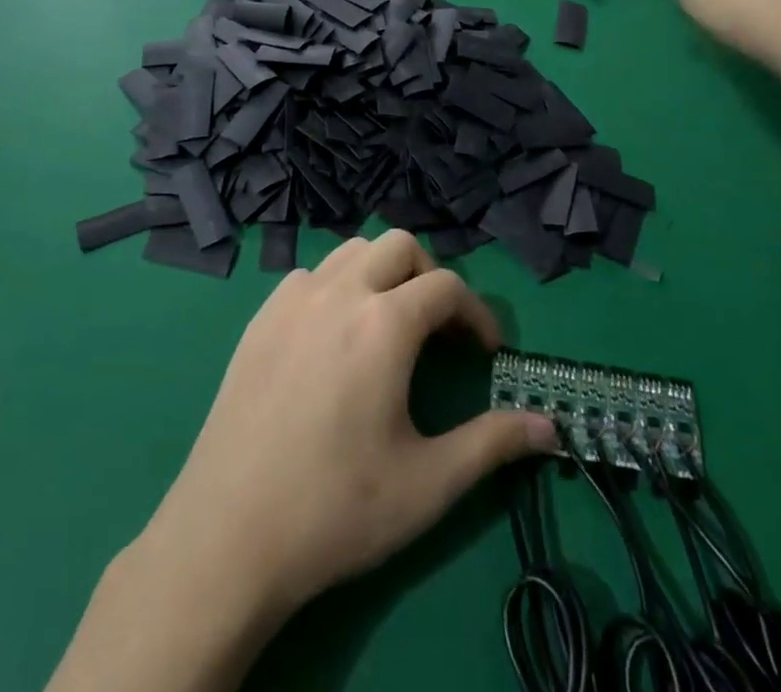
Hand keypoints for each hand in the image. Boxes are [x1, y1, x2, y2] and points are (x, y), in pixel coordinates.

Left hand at [135, 231, 554, 619]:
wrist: (228, 534)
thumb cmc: (337, 509)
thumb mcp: (428, 484)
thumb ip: (493, 444)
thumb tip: (551, 428)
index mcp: (384, 323)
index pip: (447, 286)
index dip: (477, 314)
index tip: (486, 353)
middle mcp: (340, 293)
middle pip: (399, 245)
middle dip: (430, 276)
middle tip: (438, 330)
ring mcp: (293, 299)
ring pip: (352, 250)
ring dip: (382, 273)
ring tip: (389, 327)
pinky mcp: (260, 317)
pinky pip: (311, 275)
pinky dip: (337, 287)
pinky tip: (334, 339)